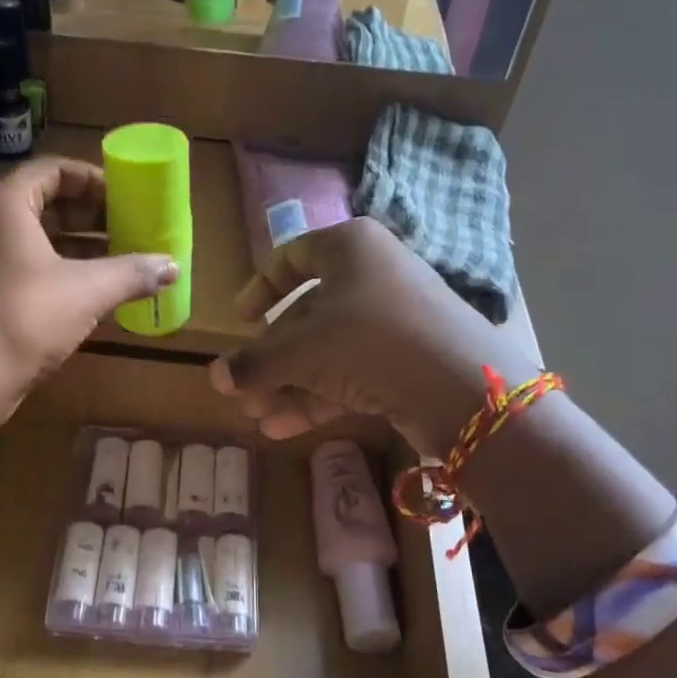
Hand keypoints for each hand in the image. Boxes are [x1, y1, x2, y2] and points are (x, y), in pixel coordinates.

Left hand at [0, 157, 180, 420]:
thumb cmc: (26, 316)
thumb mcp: (88, 290)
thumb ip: (132, 272)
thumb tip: (174, 266)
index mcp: (6, 203)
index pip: (55, 170)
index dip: (94, 180)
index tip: (127, 198)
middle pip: (45, 202)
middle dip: (91, 215)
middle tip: (129, 228)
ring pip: (36, 237)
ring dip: (78, 245)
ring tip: (120, 259)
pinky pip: (26, 264)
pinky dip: (59, 269)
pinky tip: (92, 291)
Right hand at [208, 218, 539, 455]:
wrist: (461, 388)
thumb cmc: (368, 341)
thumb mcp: (300, 350)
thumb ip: (253, 363)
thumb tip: (216, 377)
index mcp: (348, 248)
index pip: (291, 257)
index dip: (259, 288)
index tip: (239, 321)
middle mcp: (371, 276)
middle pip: (305, 314)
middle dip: (269, 358)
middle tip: (241, 391)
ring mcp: (391, 321)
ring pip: (325, 350)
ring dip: (287, 385)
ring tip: (257, 418)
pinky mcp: (404, 361)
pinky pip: (349, 373)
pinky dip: (316, 398)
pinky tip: (282, 429)